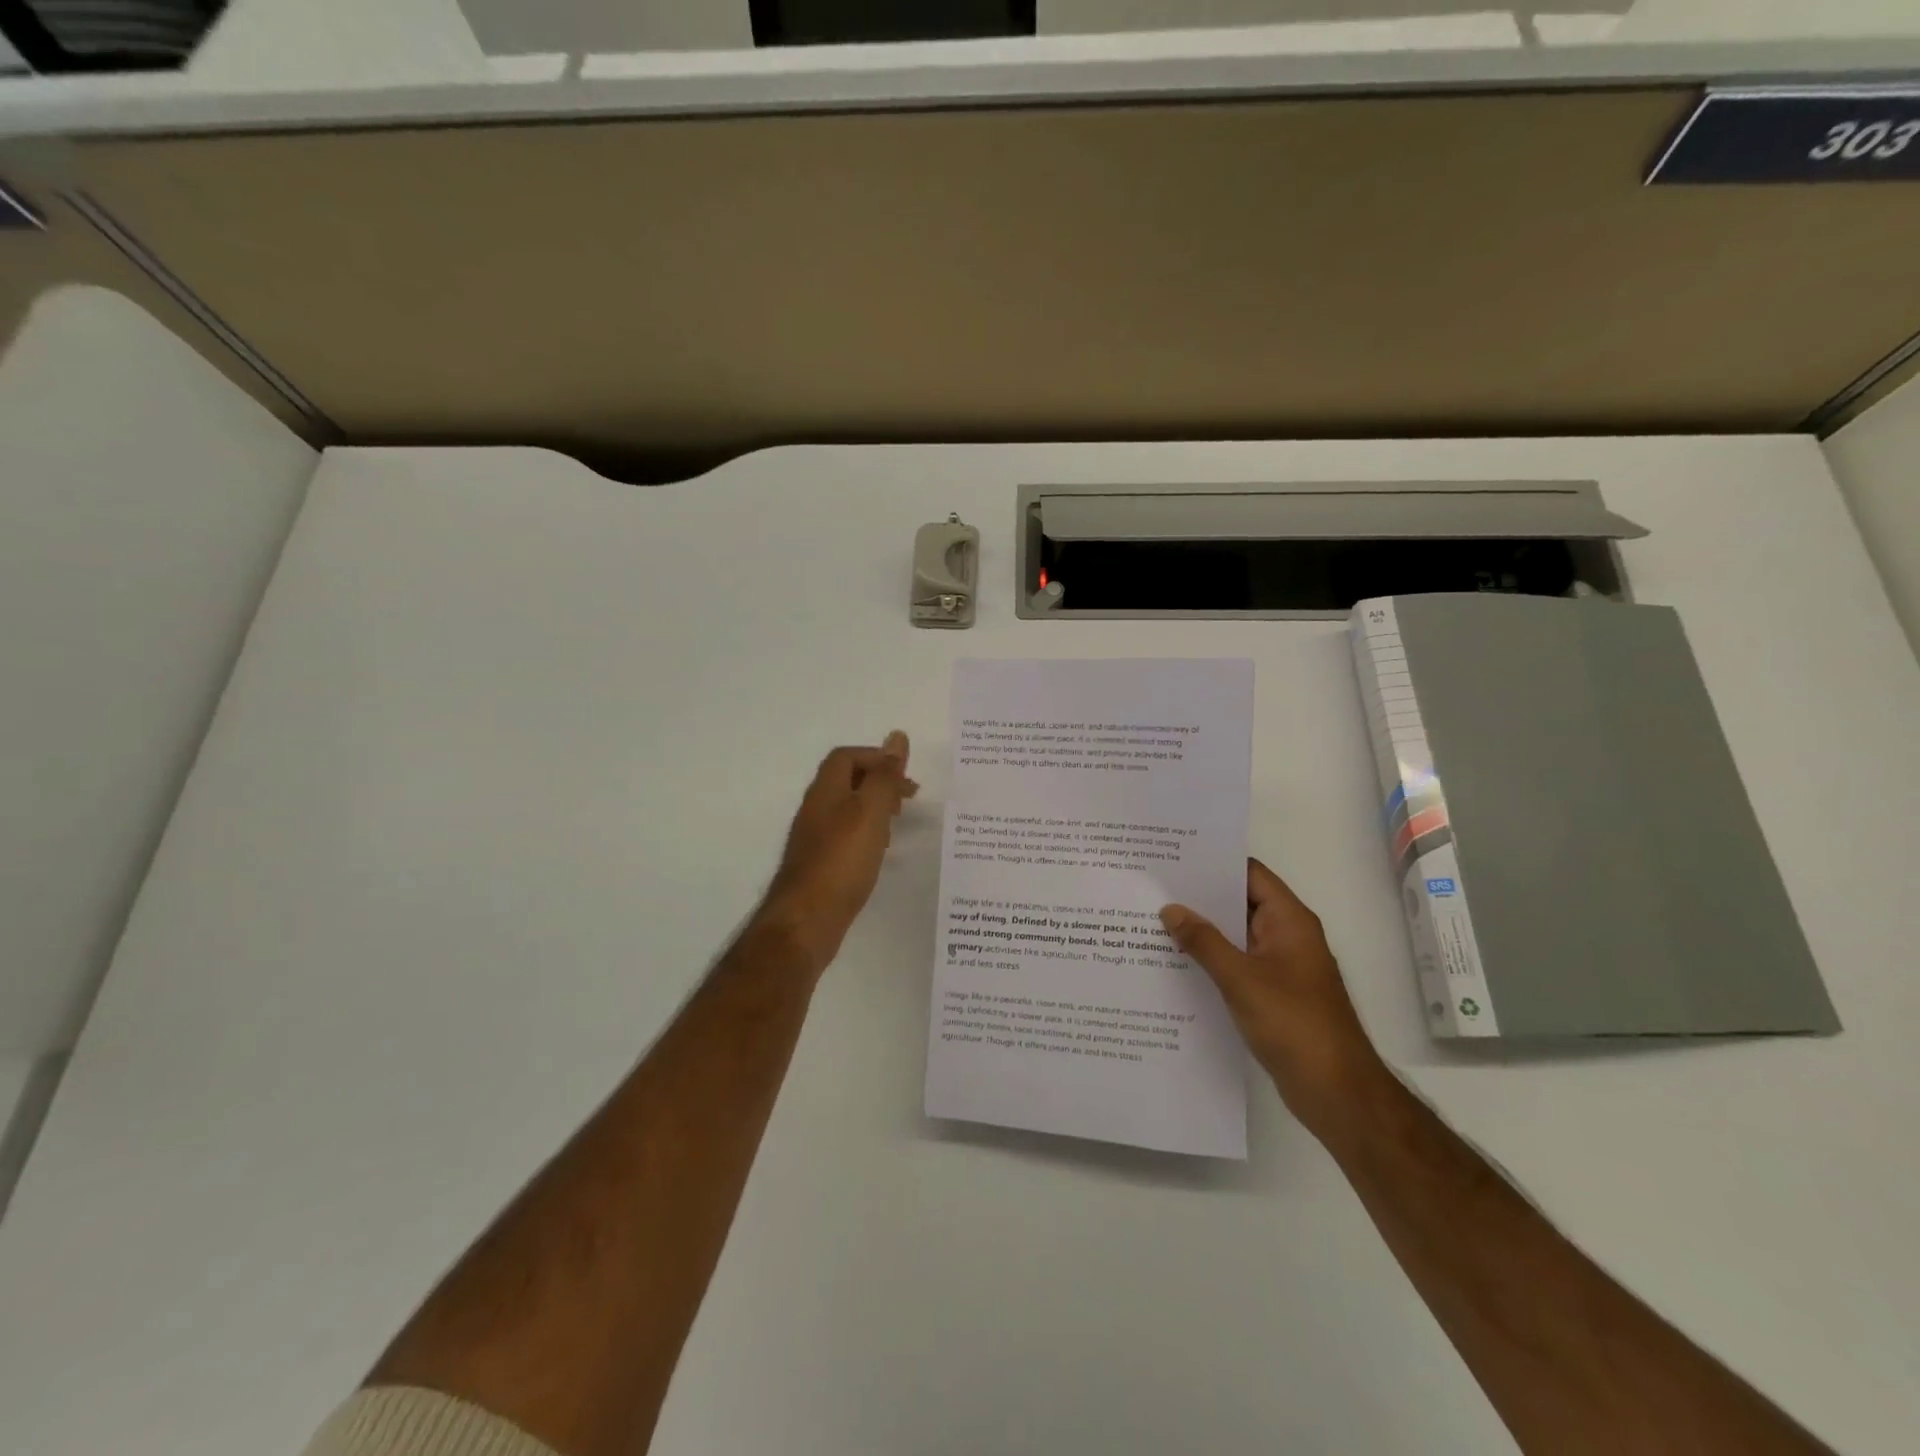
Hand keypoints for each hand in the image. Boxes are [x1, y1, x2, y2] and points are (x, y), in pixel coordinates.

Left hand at [761, 732, 917, 975]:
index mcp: (826, 791)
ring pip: (847, 809)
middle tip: (909, 797)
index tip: (905, 774)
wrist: (807, 920)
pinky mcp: (820, 864)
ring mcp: (815, 838)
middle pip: (846, 781)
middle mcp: (816, 809)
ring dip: (874, 807)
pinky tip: (879, 851)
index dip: (876, 757)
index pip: (847, 757)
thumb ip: (885, 776)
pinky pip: (846, 835)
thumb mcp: (871, 811)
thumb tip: (897, 736)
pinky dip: (867, 833)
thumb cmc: (842, 860)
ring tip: (899, 821)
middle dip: (879, 781)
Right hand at [1162, 859, 1388, 1141]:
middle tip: (1154, 888)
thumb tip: (1170, 909)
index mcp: (1289, 920)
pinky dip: (1211, 960)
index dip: (1214, 862)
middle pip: (1240, 902)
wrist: (1336, 1091)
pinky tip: (1176, 962)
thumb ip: (1203, 941)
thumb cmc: (1293, 1023)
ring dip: (1203, 930)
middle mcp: (1287, 936)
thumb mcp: (1240, 978)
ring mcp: (1281, 966)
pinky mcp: (1273, 994)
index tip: (1174, 857)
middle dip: (1200, 897)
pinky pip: (1237, 964)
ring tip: (1154, 920)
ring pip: (1236, 936)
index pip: (1249, 874)